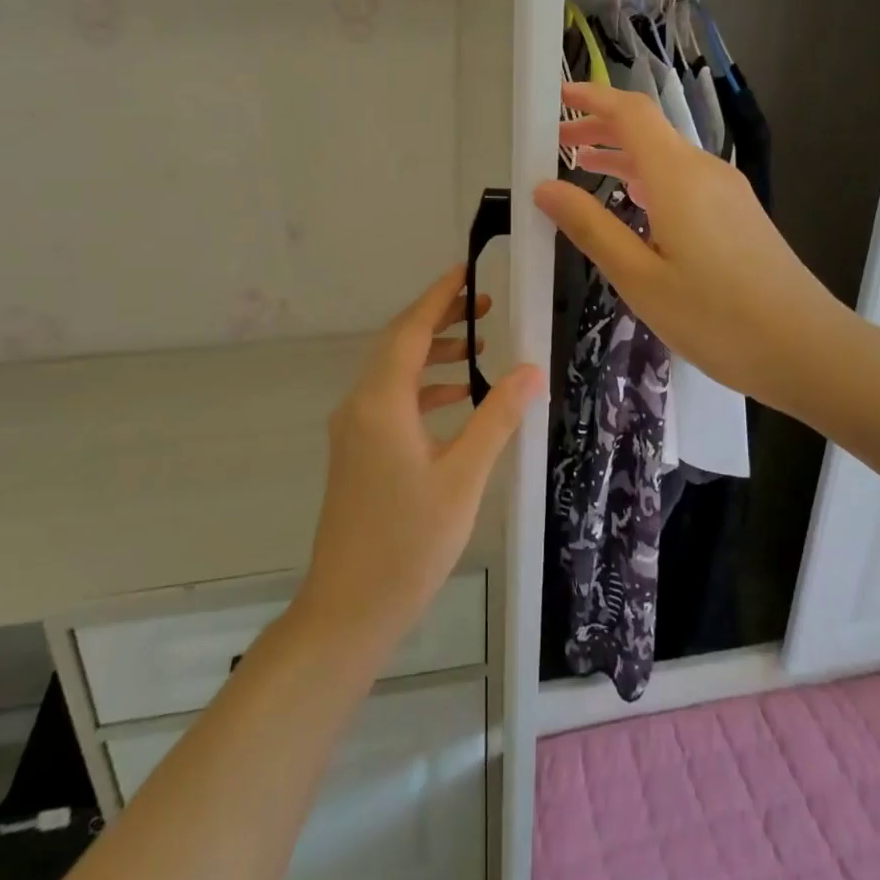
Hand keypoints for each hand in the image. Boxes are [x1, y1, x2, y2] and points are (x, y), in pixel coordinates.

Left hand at [298, 266, 542, 650]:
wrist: (349, 609)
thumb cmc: (408, 542)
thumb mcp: (463, 477)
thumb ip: (496, 417)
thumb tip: (530, 369)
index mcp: (381, 402)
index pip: (411, 330)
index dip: (439, 296)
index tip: (466, 270)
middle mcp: (360, 405)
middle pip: (400, 344)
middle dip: (441, 319)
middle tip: (486, 305)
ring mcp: (355, 430)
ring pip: (396, 373)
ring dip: (435, 354)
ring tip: (480, 348)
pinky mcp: (358, 452)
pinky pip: (392, 401)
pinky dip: (425, 389)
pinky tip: (458, 399)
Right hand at [535, 82, 853, 413]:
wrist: (806, 349)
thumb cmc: (715, 317)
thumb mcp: (638, 276)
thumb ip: (590, 227)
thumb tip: (545, 187)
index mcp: (677, 176)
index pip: (631, 112)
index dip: (593, 97)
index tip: (557, 95)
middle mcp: (704, 171)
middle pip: (648, 131)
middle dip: (600, 129)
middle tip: (556, 145)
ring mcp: (728, 192)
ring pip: (667, 157)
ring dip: (624, 156)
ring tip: (583, 169)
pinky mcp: (739, 214)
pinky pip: (685, 181)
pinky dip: (648, 179)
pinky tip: (633, 205)